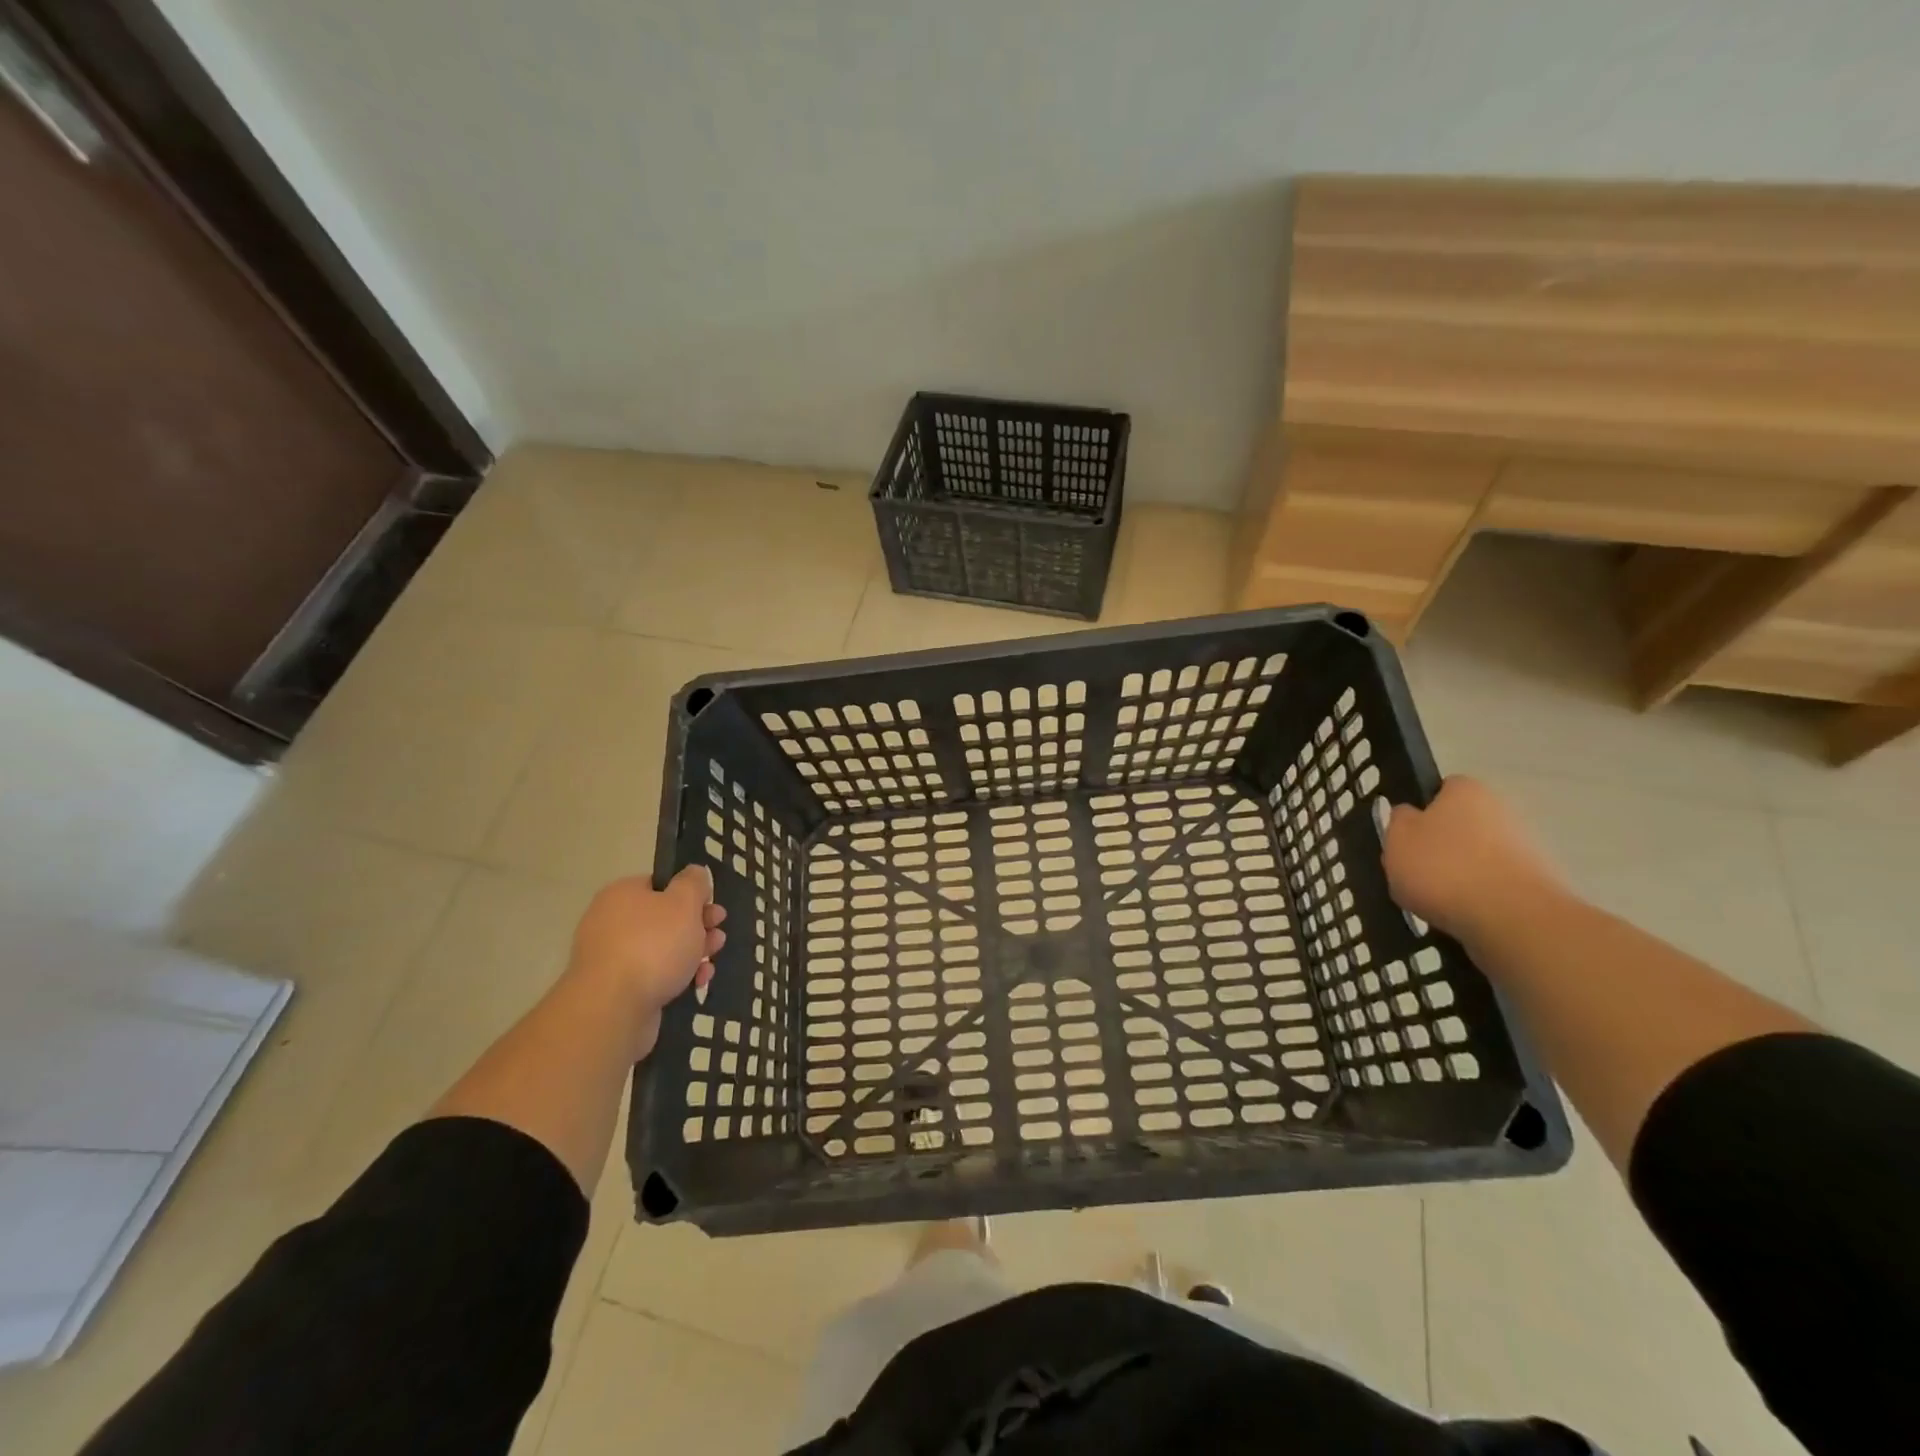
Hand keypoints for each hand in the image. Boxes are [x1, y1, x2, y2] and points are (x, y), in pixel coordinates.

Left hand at [566, 865, 725, 1059]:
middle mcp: (612, 922)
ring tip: (711, 961)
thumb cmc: (653, 946)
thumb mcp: (684, 903)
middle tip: (718, 934)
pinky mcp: (618, 989)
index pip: (661, 884)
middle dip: (697, 926)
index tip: (712, 907)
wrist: (613, 1009)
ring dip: (692, 952)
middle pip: (664, 918)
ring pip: (662, 948)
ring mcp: (612, 957)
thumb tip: (694, 872)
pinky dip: (677, 976)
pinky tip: (697, 983)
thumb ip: (693, 883)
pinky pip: (653, 975)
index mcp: (623, 894)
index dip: (691, 894)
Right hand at [1382, 776, 1567, 944]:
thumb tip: (1409, 815)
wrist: (1513, 919)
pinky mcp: (1535, 885)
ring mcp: (1523, 849)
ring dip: (1457, 875)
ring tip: (1433, 901)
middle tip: (1412, 871)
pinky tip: (1460, 915)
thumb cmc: (1443, 867)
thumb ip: (1398, 821)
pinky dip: (1476, 899)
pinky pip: (1492, 887)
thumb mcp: (1397, 838)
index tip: (1404, 835)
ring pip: (1475, 859)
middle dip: (1439, 846)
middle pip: (1459, 826)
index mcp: (1466, 790)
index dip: (1420, 810)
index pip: (1440, 789)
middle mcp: (1501, 811)